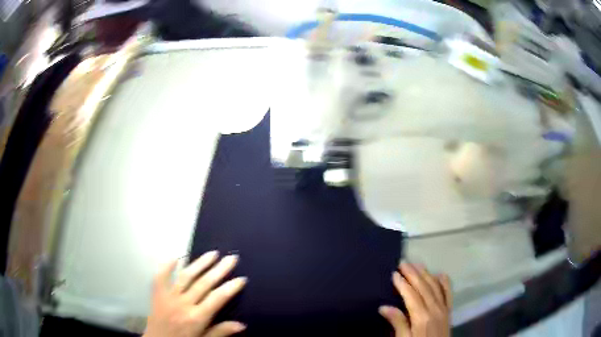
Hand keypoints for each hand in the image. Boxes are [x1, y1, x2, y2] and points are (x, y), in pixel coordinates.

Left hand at [144, 251, 247, 336]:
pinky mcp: (157, 294)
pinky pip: (160, 277)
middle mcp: (183, 304)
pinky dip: (167, 266)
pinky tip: (175, 256)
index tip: (241, 278)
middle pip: (204, 283)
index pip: (217, 298)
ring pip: (186, 276)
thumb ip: (220, 332)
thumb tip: (242, 324)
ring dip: (200, 263)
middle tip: (231, 258)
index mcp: (197, 317)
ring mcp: (168, 297)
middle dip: (219, 270)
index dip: (231, 287)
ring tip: (212, 253)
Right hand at [379, 263, 451, 336]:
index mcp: (421, 317)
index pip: (411, 295)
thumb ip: (397, 323)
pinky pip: (448, 293)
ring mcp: (443, 309)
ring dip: (426, 274)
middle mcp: (434, 309)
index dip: (402, 283)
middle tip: (403, 262)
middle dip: (413, 274)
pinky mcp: (448, 311)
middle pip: (424, 287)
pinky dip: (444, 283)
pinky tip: (441, 274)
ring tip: (417, 264)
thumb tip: (384, 307)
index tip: (394, 273)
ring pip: (435, 287)